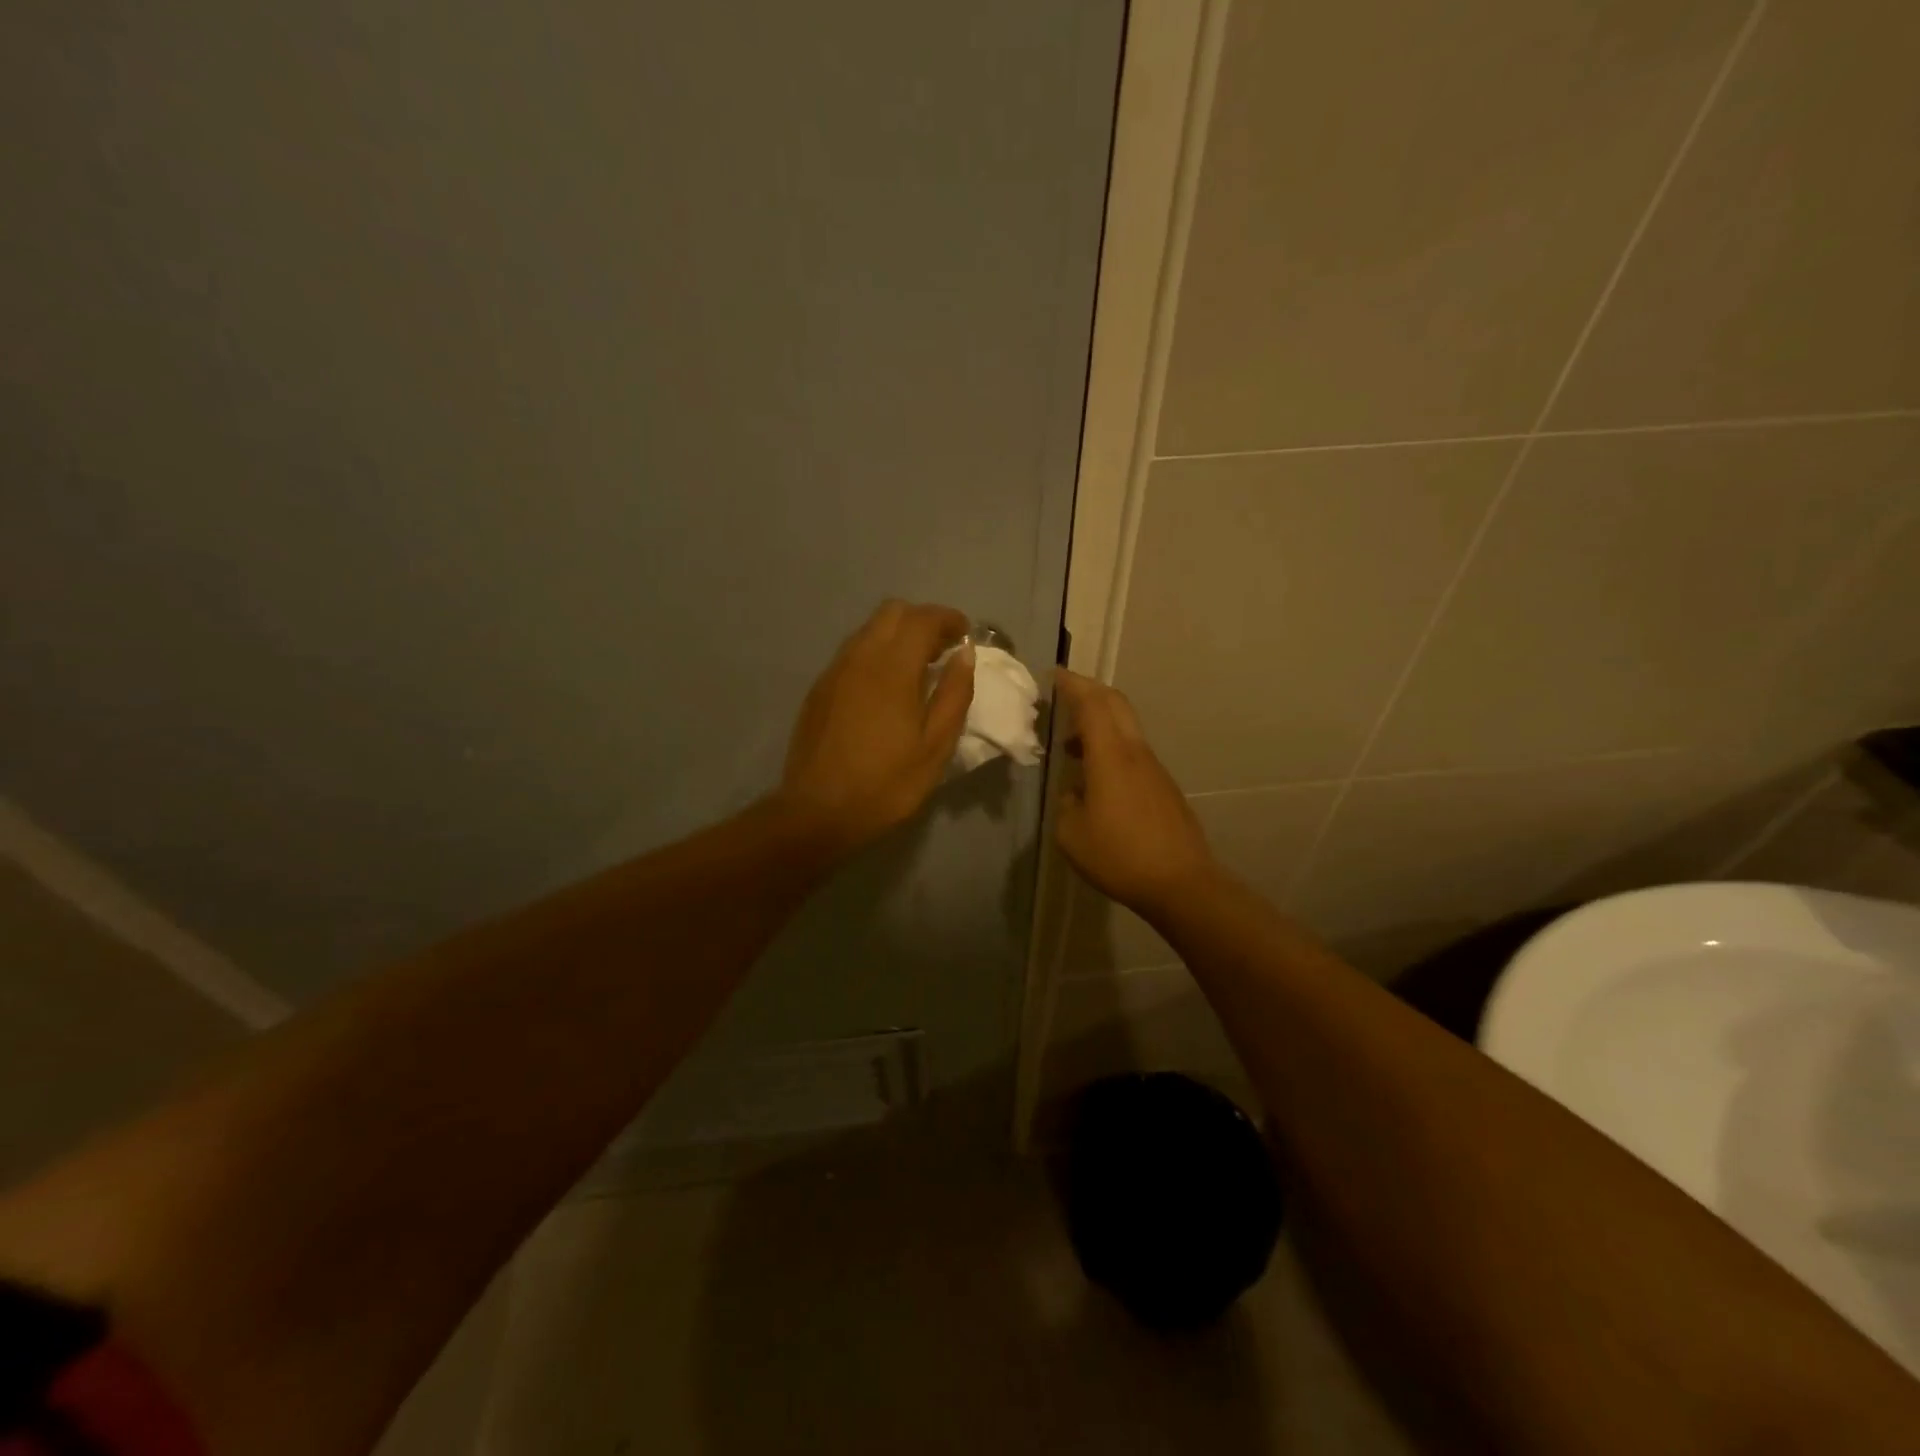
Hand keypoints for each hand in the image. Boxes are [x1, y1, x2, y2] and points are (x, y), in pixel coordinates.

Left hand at [775, 601, 974, 853]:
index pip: (922, 618)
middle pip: (892, 612)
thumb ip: (954, 695)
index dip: (948, 618)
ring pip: (869, 630)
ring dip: (897, 635)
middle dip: (922, 620)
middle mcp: (859, 657)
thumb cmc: (885, 784)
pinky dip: (876, 653)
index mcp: (892, 669)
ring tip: (917, 669)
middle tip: (943, 650)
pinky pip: (852, 652)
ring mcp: (834, 671)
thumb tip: (965, 654)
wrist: (817, 812)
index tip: (965, 634)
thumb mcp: (935, 747)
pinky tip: (886, 689)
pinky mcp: (819, 688)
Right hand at [1054, 670, 1217, 919]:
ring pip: (1125, 727)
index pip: (1091, 703)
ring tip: (1071, 743)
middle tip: (1063, 694)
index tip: (1053, 675)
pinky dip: (1111, 746)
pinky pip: (1133, 751)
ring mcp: (1154, 768)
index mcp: (1110, 755)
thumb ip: (1067, 803)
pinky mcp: (1163, 786)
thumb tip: (1076, 790)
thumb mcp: (1072, 834)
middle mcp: (1135, 752)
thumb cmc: (1120, 856)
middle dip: (1089, 691)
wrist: (1181, 883)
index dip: (1072, 684)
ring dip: (1099, 722)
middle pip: (1115, 704)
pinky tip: (1096, 776)